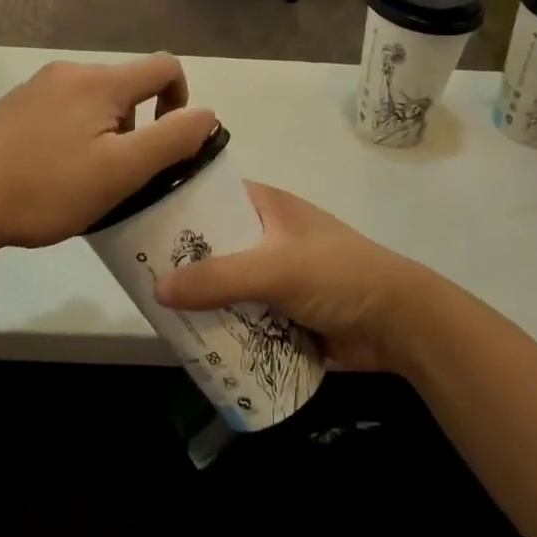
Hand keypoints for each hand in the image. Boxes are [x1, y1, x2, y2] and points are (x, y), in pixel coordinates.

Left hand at [0, 55, 217, 253]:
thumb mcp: (121, 171)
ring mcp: (38, 87)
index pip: (165, 66)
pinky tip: (53, 172)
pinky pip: (64, 110)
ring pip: (95, 100)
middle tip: (122, 174)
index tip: (167, 144)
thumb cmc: (47, 187)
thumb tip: (207, 114)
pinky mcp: (14, 106)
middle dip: (139, 125)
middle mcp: (71, 72)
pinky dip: (75, 134)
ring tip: (86, 178)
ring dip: (107, 132)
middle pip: (128, 85)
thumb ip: (172, 140)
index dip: (181, 100)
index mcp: (102, 81)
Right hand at [153, 181, 452, 373]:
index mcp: (267, 206)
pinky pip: (241, 315)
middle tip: (136, 276)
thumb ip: (219, 278)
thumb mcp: (276, 268)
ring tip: (154, 312)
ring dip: (199, 299)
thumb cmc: (339, 275)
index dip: (177, 206)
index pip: (211, 196)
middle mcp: (267, 235)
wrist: (399, 324)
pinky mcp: (282, 311)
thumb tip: (157, 289)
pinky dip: (222, 326)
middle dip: (181, 262)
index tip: (137, 223)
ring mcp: (275, 275)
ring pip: (224, 284)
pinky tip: (189, 340)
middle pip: (213, 244)